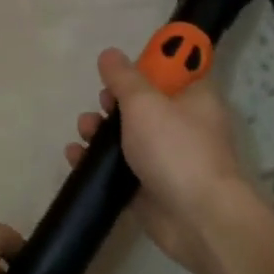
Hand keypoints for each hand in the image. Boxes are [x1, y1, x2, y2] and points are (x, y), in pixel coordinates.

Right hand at [65, 47, 250, 273]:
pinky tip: (76, 157)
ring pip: (126, 136)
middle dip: (114, 100)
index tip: (124, 69)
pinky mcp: (148, 187)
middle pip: (143, 103)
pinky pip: (117, 169)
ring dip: (100, 130)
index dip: (148, 65)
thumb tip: (110, 54)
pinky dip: (96, 162)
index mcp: (194, 97)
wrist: (197, 219)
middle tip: (103, 104)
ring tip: (85, 131)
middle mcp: (182, 125)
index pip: (174, 70)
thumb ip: (124, 78)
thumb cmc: (175, 149)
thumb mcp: (145, 103)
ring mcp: (165, 158)